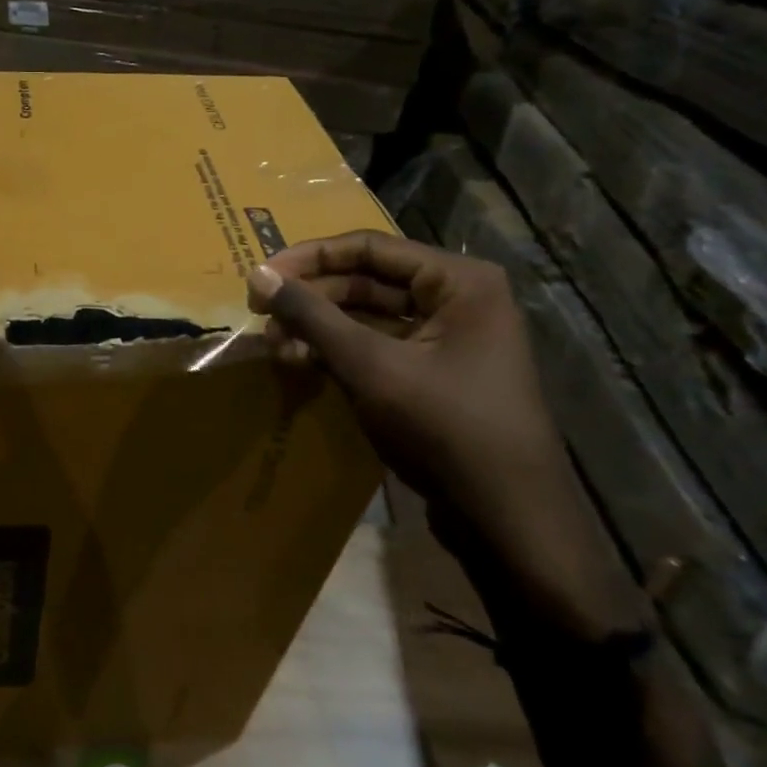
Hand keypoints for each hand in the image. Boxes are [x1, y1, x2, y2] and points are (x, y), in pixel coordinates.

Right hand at [248, 233, 644, 641]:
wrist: (508, 519)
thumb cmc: (445, 427)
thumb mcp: (371, 366)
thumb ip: (313, 316)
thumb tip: (258, 275)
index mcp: (458, 281)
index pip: (368, 247)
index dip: (308, 258)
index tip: (259, 278)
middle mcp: (456, 299)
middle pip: (366, 280)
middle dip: (311, 300)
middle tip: (262, 320)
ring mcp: (447, 338)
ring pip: (367, 316)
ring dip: (319, 329)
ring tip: (277, 349)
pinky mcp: (435, 373)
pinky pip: (377, 346)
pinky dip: (339, 353)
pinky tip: (303, 366)